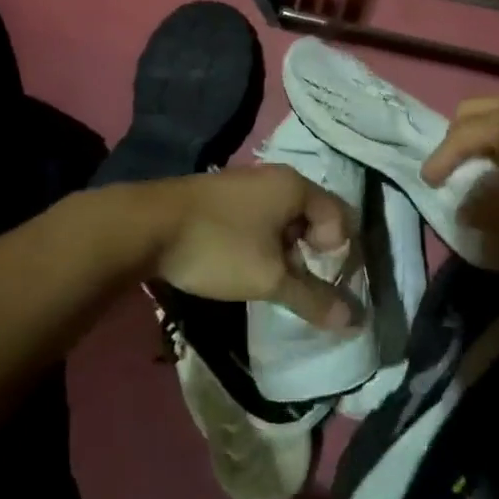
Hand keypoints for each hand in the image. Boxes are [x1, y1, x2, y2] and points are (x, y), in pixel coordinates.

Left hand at [147, 166, 355, 328]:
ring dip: (286, 250)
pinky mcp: (223, 196)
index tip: (322, 282)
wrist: (145, 225)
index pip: (341, 216)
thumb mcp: (269, 278)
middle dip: (313, 253)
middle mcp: (275, 176)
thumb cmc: (219, 246)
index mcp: (295, 185)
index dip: (340, 253)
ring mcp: (246, 183)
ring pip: (283, 218)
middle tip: (300, 285)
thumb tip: (353, 322)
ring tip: (271, 280)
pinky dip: (263, 241)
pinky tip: (244, 265)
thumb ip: (312, 298)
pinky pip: (259, 217)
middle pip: (313, 215)